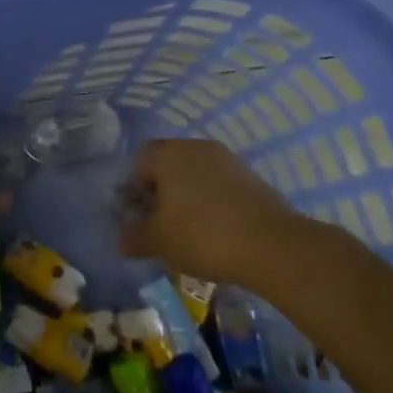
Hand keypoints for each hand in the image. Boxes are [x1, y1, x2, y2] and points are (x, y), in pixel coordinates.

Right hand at [120, 138, 299, 285]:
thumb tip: (121, 239)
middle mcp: (196, 147)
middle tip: (160, 224)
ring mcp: (227, 159)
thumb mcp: (158, 242)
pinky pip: (219, 184)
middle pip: (168, 164)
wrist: (271, 245)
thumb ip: (134, 237)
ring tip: (188, 230)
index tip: (138, 217)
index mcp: (168, 154)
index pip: (139, 161)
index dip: (133, 189)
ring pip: (195, 174)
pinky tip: (215, 230)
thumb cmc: (202, 235)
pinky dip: (212, 201)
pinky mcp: (250, 176)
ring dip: (187, 196)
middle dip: (161, 192)